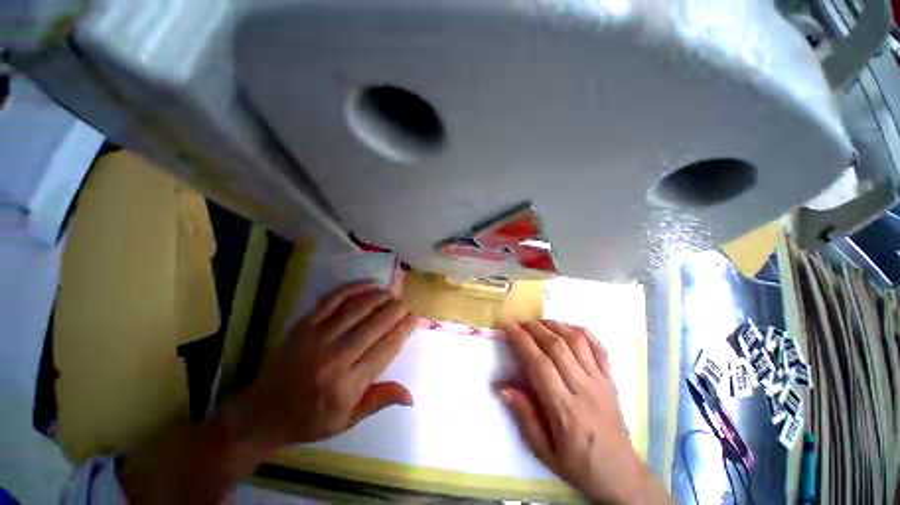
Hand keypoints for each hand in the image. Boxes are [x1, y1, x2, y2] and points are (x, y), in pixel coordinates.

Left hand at [239, 282, 417, 445]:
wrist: (263, 412)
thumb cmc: (310, 419)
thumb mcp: (347, 420)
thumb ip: (380, 400)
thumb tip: (411, 395)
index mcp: (347, 385)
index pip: (386, 348)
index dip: (403, 329)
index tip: (413, 317)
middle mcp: (334, 358)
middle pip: (374, 325)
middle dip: (395, 310)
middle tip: (405, 304)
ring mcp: (317, 338)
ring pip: (357, 309)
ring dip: (379, 297)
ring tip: (391, 294)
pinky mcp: (304, 325)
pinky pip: (333, 300)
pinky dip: (353, 288)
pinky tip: (368, 284)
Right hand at [500, 321, 668, 503]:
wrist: (621, 474)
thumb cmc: (577, 464)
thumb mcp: (543, 450)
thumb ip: (523, 415)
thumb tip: (502, 386)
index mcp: (564, 409)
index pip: (540, 364)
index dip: (523, 341)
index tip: (509, 328)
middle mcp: (584, 389)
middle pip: (558, 347)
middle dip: (535, 328)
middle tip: (520, 323)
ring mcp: (601, 381)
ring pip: (577, 341)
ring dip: (556, 326)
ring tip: (539, 322)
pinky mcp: (611, 379)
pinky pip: (599, 347)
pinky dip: (582, 332)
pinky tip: (567, 327)